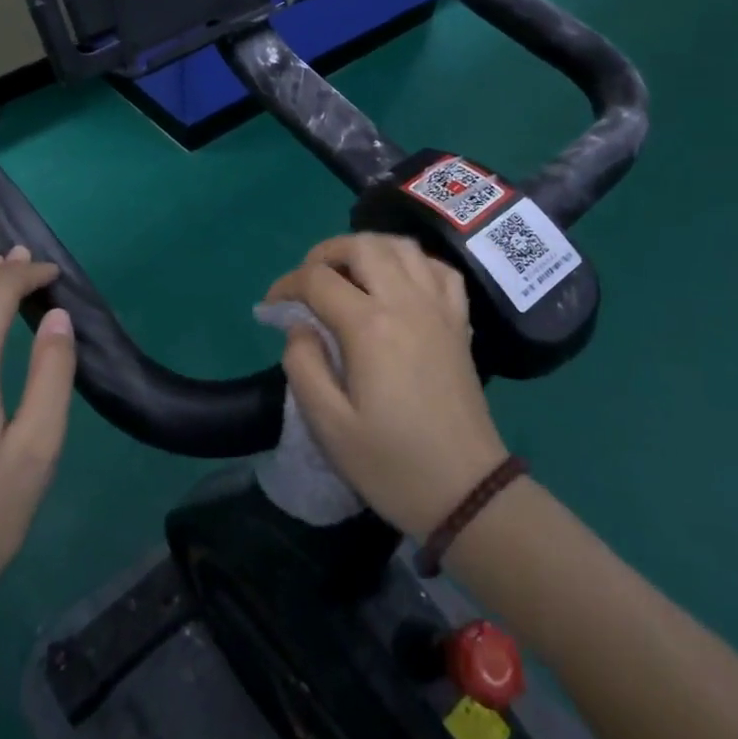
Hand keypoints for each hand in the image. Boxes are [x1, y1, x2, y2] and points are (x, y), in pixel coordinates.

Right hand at [266, 234, 508, 539]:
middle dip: (325, 253)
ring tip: (347, 274)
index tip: (270, 307)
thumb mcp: (328, 426)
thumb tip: (299, 326)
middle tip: (307, 281)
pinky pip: (438, 270)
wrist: (467, 493)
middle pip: (362, 246)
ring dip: (367, 248)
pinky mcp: (459, 323)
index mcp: (370, 327)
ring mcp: (439, 309)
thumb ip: (303, 365)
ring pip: (402, 246)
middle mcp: (406, 303)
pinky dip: (412, 263)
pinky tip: (398, 283)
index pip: (318, 279)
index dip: (286, 285)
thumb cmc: (392, 464)